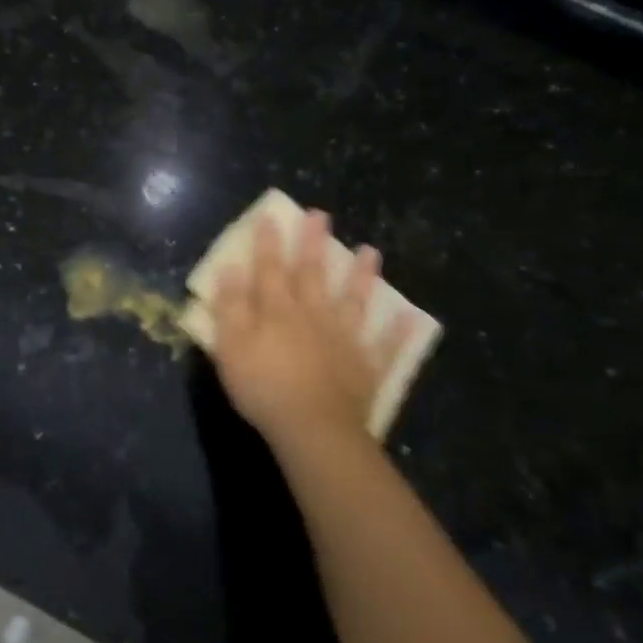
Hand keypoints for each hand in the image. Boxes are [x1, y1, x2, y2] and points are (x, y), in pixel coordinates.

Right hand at [211, 209, 417, 459]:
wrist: (314, 428)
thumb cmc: (263, 386)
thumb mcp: (231, 345)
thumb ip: (230, 306)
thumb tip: (231, 268)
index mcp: (278, 310)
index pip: (270, 268)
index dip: (268, 242)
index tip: (271, 215)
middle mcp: (314, 315)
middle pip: (312, 274)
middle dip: (313, 243)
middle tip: (320, 215)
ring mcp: (345, 339)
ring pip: (354, 300)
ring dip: (361, 276)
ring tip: (370, 251)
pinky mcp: (367, 367)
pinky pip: (386, 346)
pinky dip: (398, 332)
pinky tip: (412, 318)